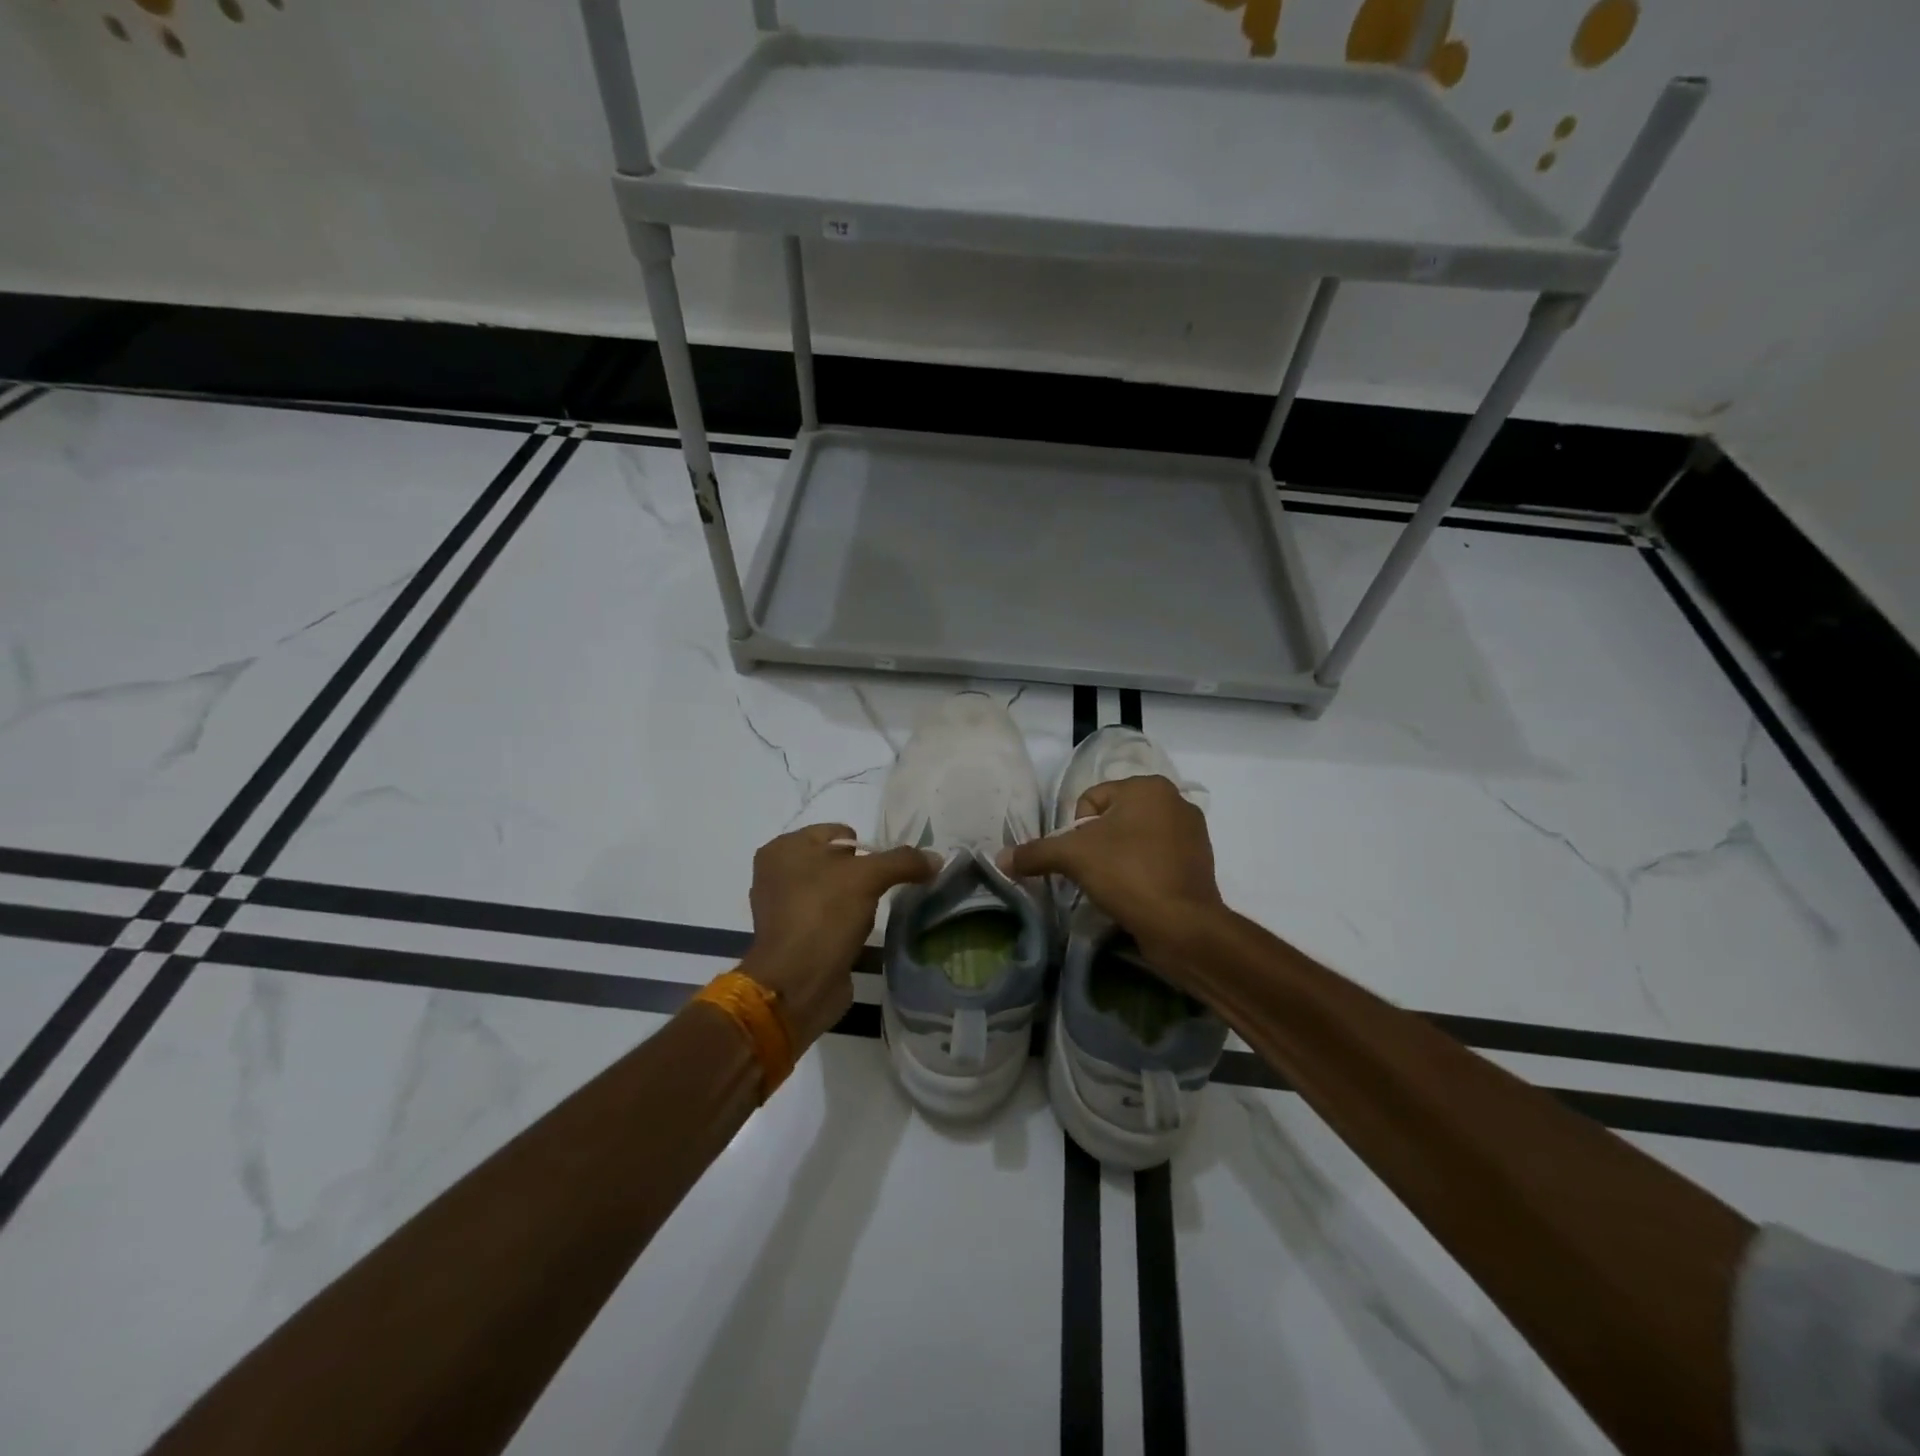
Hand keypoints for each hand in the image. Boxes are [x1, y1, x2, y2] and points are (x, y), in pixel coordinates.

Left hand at [740, 824, 934, 1049]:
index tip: (884, 872)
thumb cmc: (824, 915)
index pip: (840, 833)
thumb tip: (937, 858)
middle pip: (838, 862)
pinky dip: (846, 924)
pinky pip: (830, 919)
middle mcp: (778, 873)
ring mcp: (784, 907)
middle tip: (879, 893)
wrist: (795, 984)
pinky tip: (860, 937)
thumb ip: (904, 861)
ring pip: (835, 892)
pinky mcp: (795, 937)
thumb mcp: (869, 878)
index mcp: (784, 848)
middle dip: (863, 876)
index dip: (867, 849)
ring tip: (870, 918)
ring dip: (857, 902)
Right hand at [1000, 776, 1225, 969]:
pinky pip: (1157, 860)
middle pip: (1113, 819)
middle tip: (1095, 873)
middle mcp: (1175, 801)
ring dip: (1120, 859)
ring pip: (1135, 840)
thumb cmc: (1128, 874)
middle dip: (1099, 845)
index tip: (1082, 858)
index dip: (1077, 830)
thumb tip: (1001, 858)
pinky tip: (1136, 895)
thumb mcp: (1073, 858)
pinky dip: (1142, 873)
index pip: (1091, 799)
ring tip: (1115, 886)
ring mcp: (1193, 833)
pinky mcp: (1200, 864)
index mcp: (1148, 787)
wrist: (1182, 925)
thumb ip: (1036, 853)